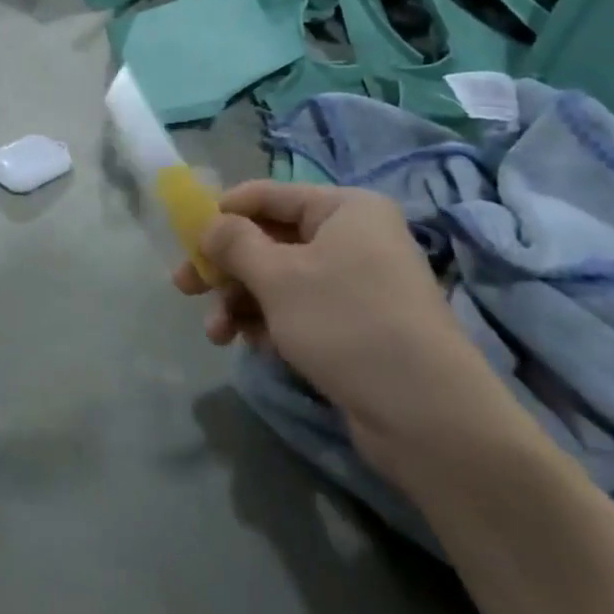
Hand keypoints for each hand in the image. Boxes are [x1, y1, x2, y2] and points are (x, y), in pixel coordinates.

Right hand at [174, 181, 528, 483]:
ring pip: (279, 279)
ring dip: (241, 301)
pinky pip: (299, 310)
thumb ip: (233, 242)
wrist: (428, 418)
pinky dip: (269, 323)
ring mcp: (357, 283)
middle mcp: (353, 237)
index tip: (185, 240)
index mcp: (344, 209)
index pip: (267, 195)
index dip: (222, 214)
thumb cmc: (346, 323)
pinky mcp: (356, 325)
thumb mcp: (277, 276)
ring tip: (217, 333)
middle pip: (269, 240)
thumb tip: (208, 224)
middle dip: (226, 267)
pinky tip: (251, 346)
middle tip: (185, 288)